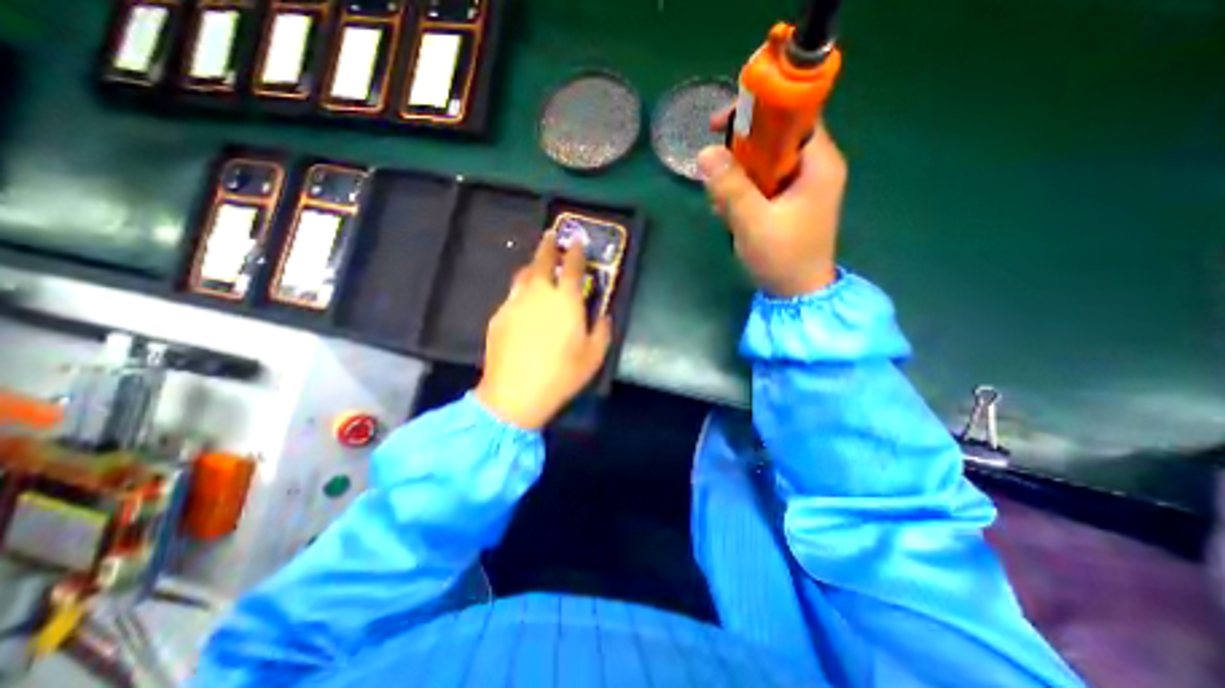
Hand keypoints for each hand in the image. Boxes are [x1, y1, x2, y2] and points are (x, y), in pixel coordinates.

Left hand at [475, 232, 612, 425]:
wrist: (515, 393)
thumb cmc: (562, 374)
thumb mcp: (594, 356)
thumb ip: (603, 330)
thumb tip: (604, 314)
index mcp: (566, 300)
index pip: (572, 266)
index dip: (575, 251)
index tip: (576, 241)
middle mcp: (539, 293)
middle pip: (542, 260)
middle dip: (548, 245)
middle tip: (551, 236)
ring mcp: (515, 302)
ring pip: (523, 274)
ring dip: (533, 265)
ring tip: (537, 265)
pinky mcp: (499, 315)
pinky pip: (512, 294)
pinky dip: (521, 290)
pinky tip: (524, 302)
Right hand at [698, 111, 843, 296]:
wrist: (797, 294)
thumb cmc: (783, 258)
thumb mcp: (753, 222)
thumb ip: (730, 187)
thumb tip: (704, 153)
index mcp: (818, 163)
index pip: (792, 114)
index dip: (757, 111)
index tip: (720, 125)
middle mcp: (813, 167)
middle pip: (772, 138)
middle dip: (739, 156)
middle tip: (716, 178)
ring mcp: (800, 186)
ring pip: (762, 163)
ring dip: (736, 180)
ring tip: (721, 207)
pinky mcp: (787, 202)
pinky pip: (760, 184)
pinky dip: (741, 194)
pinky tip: (730, 215)